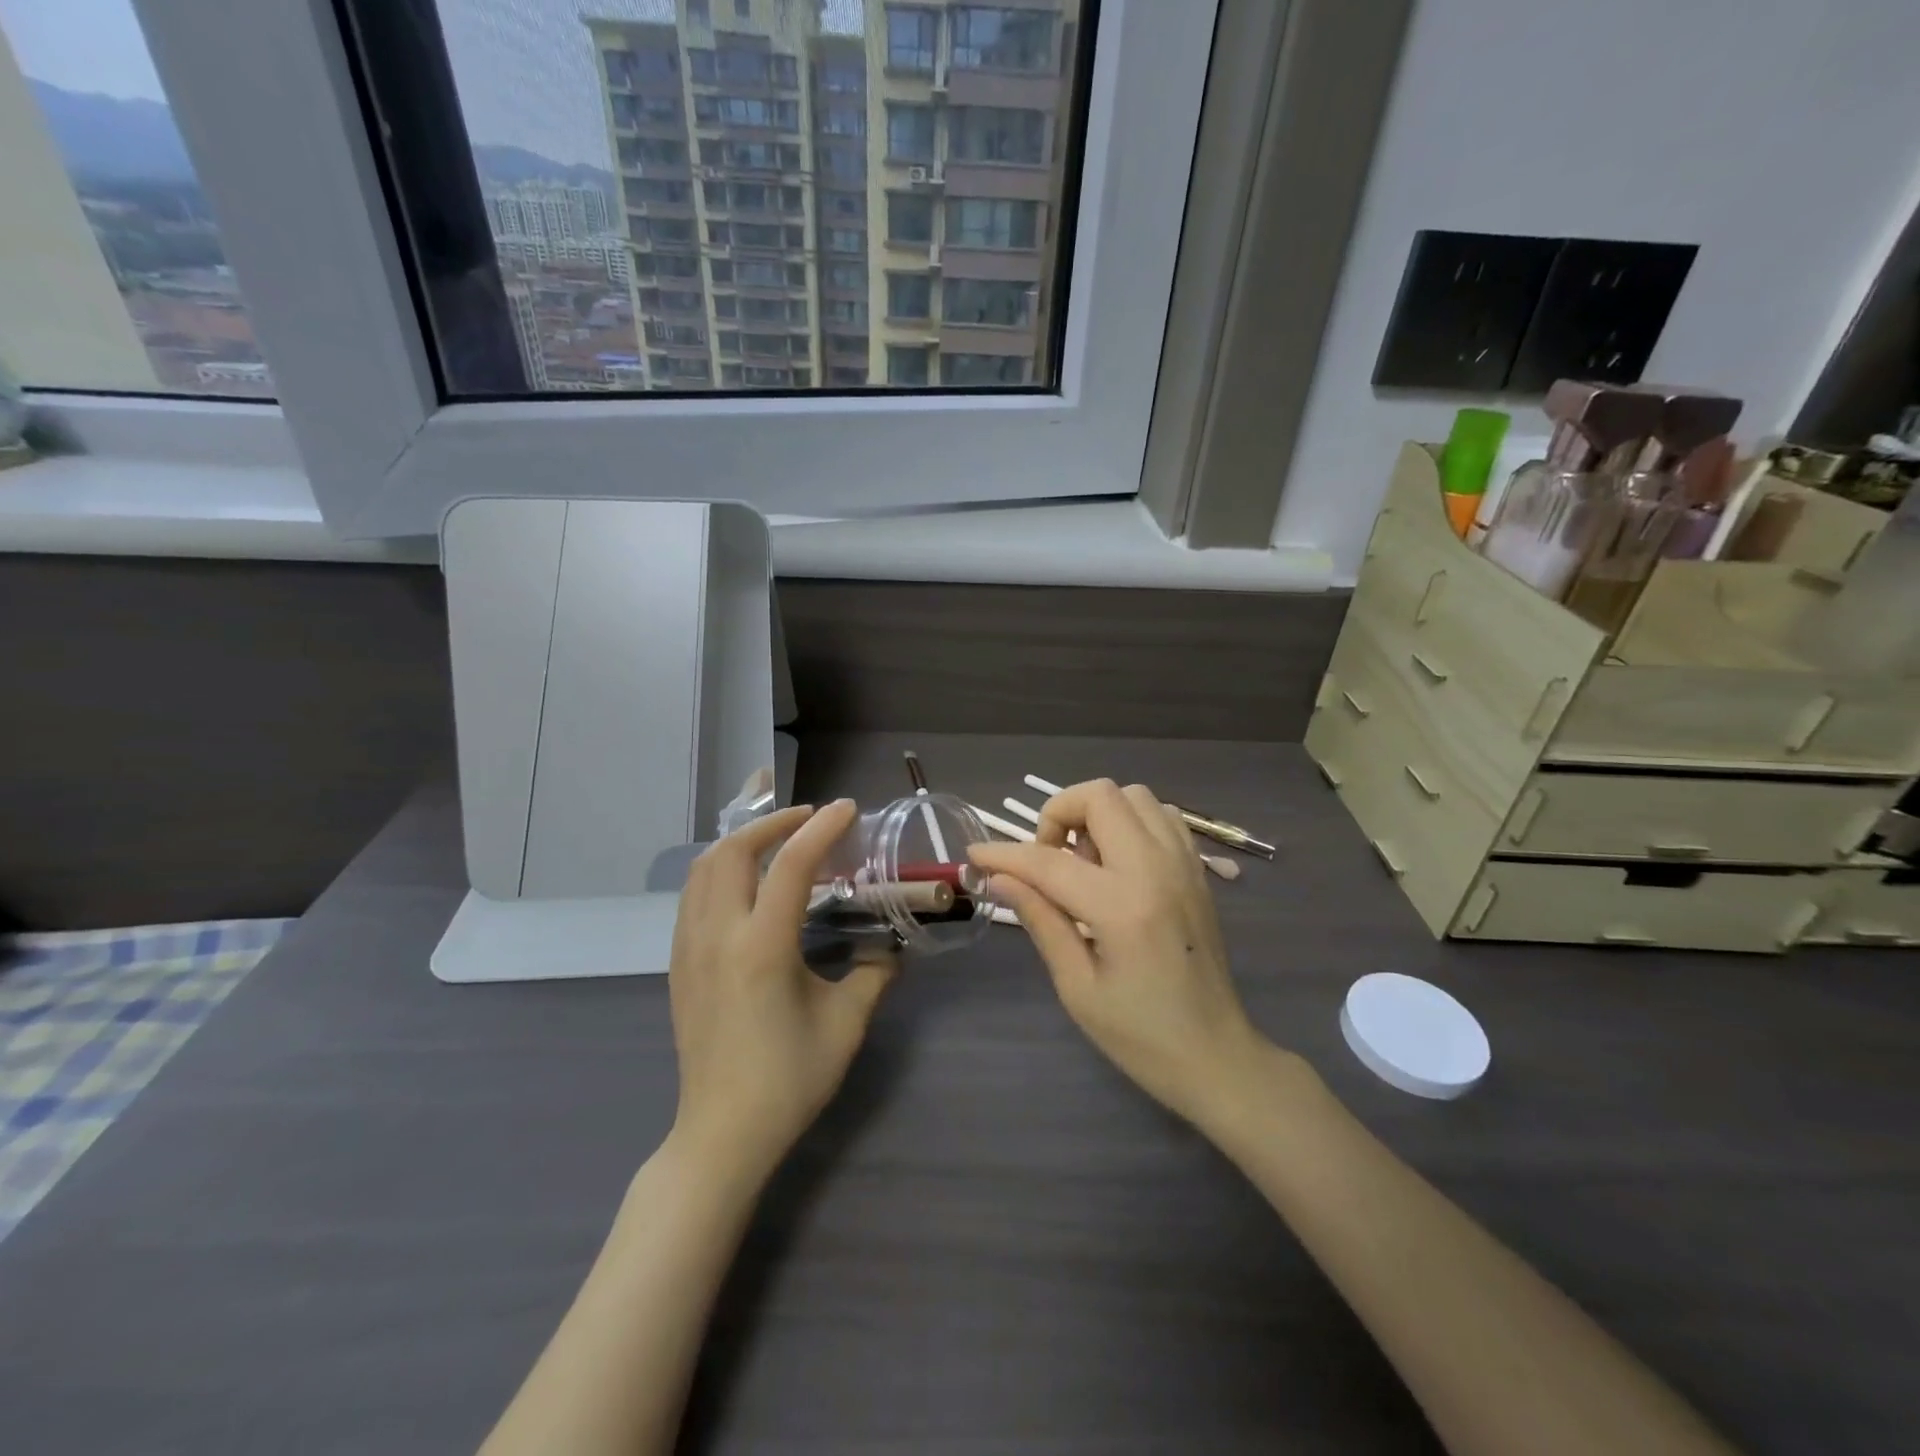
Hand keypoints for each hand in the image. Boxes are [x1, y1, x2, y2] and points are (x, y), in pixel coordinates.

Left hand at [668, 800, 896, 1184]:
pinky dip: (720, 868)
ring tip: (777, 840)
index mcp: (762, 948)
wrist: (722, 1133)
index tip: (847, 809)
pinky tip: (746, 882)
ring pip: (704, 868)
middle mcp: (718, 936)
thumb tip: (888, 948)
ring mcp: (689, 948)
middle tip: (809, 818)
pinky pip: (693, 894)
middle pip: (733, 851)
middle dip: (772, 822)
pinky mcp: (678, 963)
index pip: (791, 865)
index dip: (822, 828)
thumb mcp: (846, 1024)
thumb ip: (873, 974)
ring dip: (741, 841)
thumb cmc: (788, 1079)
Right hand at [969, 780, 1266, 1128]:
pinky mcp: (1197, 871)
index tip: (976, 855)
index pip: (1048, 861)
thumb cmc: (1140, 1035)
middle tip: (1047, 859)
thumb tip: (999, 877)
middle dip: (1058, 813)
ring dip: (1098, 814)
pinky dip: (1131, 822)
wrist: (1217, 1056)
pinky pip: (1162, 816)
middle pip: (1100, 795)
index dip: (1004, 854)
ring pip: (1134, 795)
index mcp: (1122, 906)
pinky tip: (1118, 863)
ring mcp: (1184, 864)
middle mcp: (1157, 869)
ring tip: (1084, 861)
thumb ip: (1040, 920)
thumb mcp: (1077, 986)